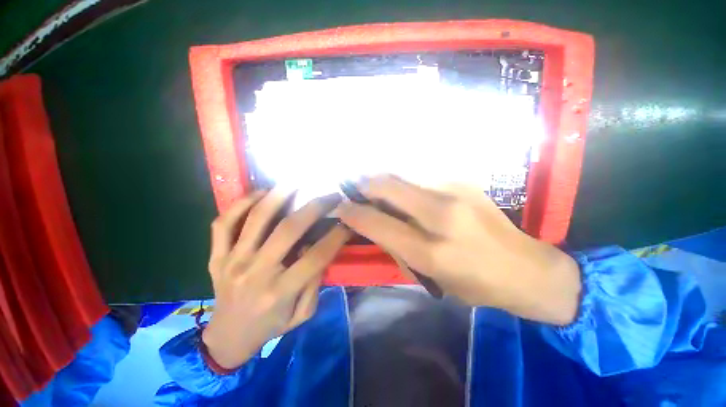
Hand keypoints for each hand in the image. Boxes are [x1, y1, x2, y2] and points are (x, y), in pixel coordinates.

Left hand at [202, 189, 348, 368]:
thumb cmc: (270, 327)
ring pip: (256, 218)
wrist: (227, 338)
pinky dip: (241, 203)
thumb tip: (318, 248)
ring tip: (296, 182)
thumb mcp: (303, 314)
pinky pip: (224, 223)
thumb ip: (313, 283)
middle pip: (288, 229)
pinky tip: (259, 194)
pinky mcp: (216, 256)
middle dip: (314, 206)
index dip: (337, 236)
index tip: (348, 221)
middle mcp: (255, 273)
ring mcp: (232, 261)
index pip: (316, 256)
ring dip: (278, 195)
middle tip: (330, 194)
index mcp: (280, 292)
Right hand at [337, 175, 580, 324]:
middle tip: (351, 187)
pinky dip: (403, 179)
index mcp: (432, 250)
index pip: (378, 223)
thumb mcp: (430, 278)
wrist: (526, 267)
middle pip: (387, 187)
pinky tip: (401, 186)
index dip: (352, 212)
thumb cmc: (475, 284)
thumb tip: (372, 223)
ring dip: (381, 178)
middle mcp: (441, 215)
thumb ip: (397, 248)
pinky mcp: (465, 180)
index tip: (340, 207)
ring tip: (371, 184)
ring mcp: (456, 191)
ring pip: (402, 174)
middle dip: (363, 184)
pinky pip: (421, 174)